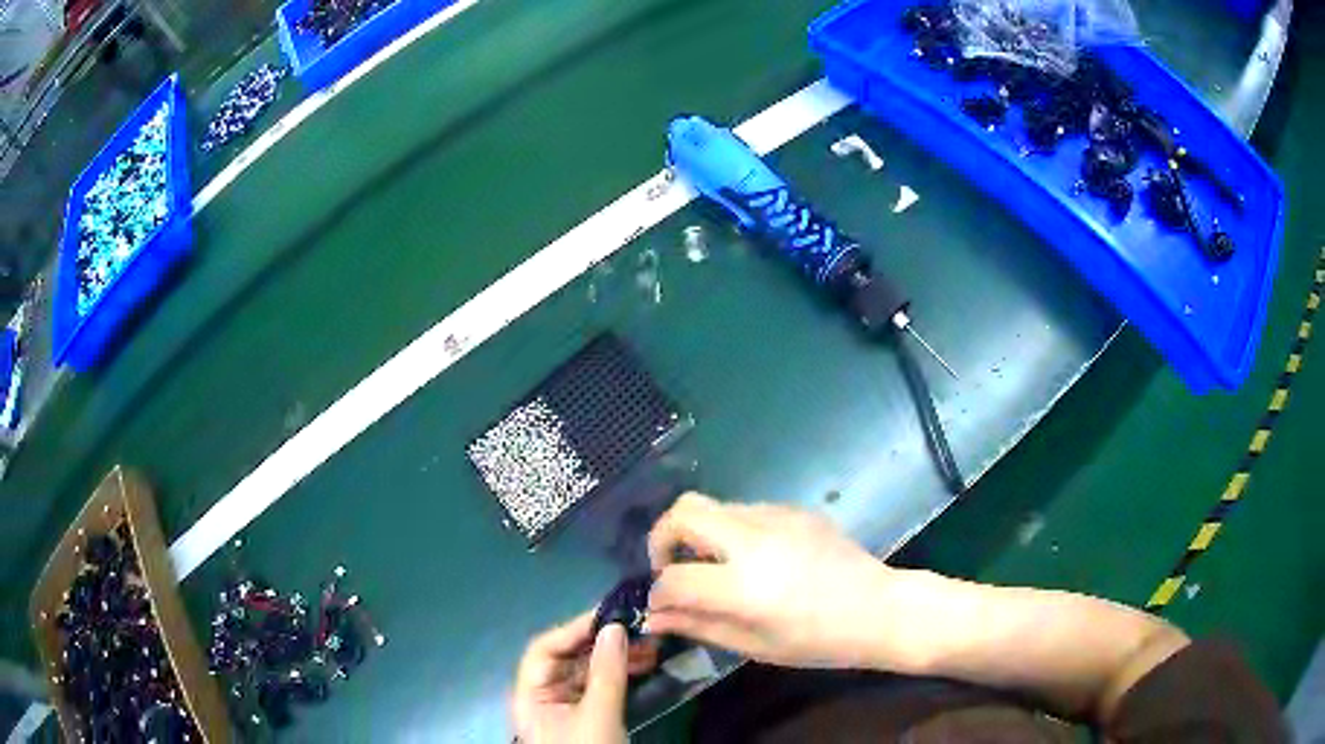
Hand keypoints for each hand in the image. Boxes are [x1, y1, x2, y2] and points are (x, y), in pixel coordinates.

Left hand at [512, 611, 658, 743]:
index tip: (609, 615)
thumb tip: (613, 627)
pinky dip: (620, 674)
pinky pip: (599, 686)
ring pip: (587, 671)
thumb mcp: (598, 716)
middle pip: (567, 658)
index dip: (573, 629)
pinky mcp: (585, 716)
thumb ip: (605, 673)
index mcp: (530, 695)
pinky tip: (645, 665)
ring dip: (616, 657)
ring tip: (650, 646)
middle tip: (638, 628)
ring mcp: (565, 707)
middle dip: (602, 642)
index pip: (544, 650)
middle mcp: (543, 696)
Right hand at [646, 493, 896, 668]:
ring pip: (714, 506)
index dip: (657, 594)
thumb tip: (654, 617)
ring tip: (716, 569)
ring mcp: (778, 516)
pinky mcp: (795, 509)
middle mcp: (755, 539)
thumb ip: (698, 626)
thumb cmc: (818, 641)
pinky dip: (732, 531)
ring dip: (700, 534)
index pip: (674, 578)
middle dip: (663, 538)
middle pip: (684, 511)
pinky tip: (754, 561)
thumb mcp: (754, 645)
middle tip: (672, 569)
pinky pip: (746, 511)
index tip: (660, 606)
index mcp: (745, 585)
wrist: (879, 609)